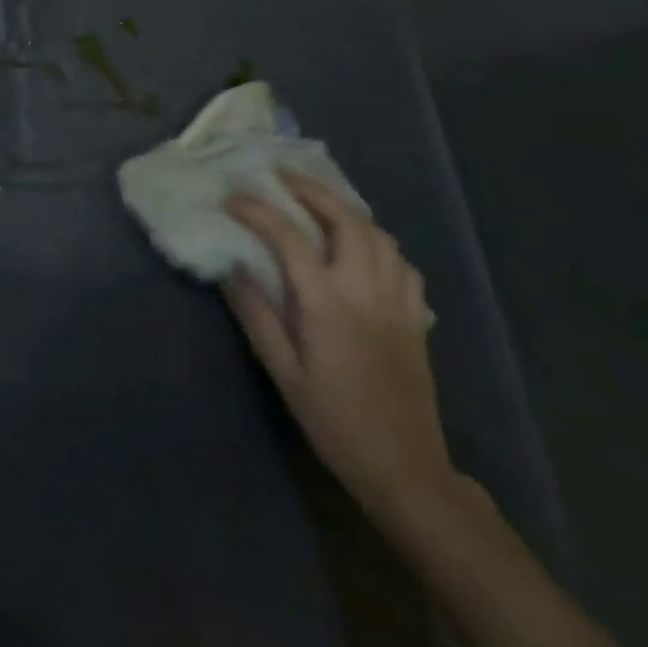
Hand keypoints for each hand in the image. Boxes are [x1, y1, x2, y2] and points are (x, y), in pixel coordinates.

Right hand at [224, 171, 451, 522]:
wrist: (406, 469)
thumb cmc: (334, 421)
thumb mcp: (283, 372)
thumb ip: (257, 316)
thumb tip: (231, 269)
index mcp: (327, 304)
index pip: (289, 238)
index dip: (258, 211)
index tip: (232, 199)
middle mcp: (366, 292)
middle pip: (345, 220)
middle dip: (311, 190)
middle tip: (282, 177)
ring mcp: (398, 303)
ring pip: (380, 236)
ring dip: (346, 210)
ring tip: (318, 203)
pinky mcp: (417, 319)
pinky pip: (402, 264)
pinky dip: (379, 243)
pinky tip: (362, 250)